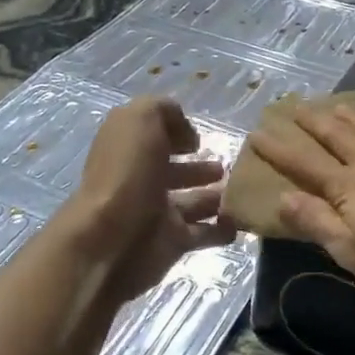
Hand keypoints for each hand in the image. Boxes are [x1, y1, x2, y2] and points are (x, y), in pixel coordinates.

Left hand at [70, 97, 234, 301]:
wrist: (110, 240)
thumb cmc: (126, 174)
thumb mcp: (141, 120)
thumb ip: (164, 111)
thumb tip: (186, 133)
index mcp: (131, 150)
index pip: (156, 138)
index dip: (177, 135)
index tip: (200, 140)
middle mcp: (143, 180)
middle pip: (177, 172)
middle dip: (203, 169)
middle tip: (230, 167)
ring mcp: (158, 214)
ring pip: (195, 202)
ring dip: (218, 197)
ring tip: (244, 192)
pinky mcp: (173, 243)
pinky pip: (205, 233)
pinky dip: (223, 229)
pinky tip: (240, 220)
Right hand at [249, 105, 354, 297]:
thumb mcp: (353, 251)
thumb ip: (317, 222)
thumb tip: (282, 197)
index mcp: (348, 187)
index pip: (304, 164)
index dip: (279, 149)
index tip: (258, 132)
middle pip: (336, 136)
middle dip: (312, 122)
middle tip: (294, 106)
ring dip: (348, 116)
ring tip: (333, 104)